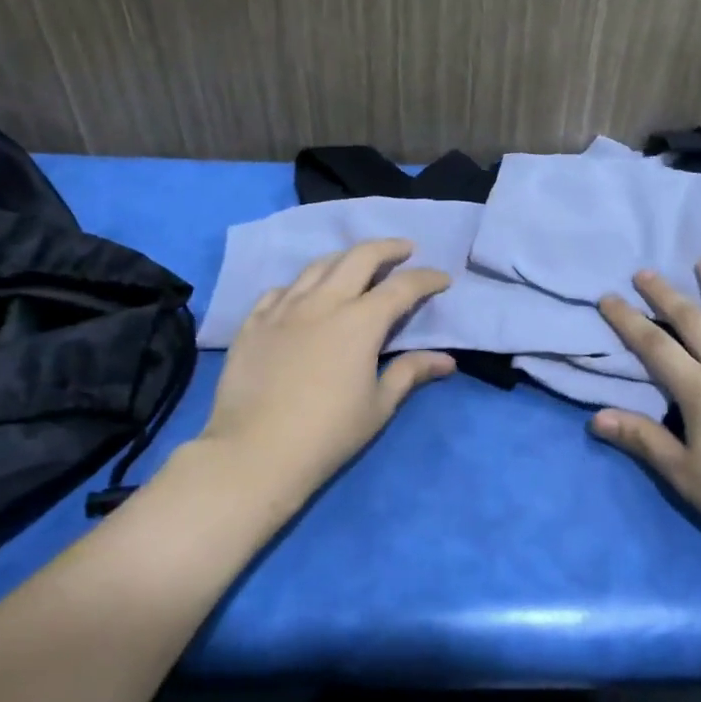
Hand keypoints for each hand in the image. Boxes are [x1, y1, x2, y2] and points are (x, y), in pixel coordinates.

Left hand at [198, 239, 455, 510]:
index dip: (426, 278)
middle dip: (388, 248)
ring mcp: (283, 309)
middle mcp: (323, 303)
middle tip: (404, 249)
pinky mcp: (253, 322)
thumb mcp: (378, 406)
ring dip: (345, 258)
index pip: (402, 287)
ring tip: (357, 263)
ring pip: (318, 266)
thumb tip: (446, 360)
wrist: (253, 453)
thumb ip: (410, 373)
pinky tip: (304, 294)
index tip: (442, 279)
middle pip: (359, 258)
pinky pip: (280, 289)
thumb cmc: (327, 434)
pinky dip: (301, 285)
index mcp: (360, 322)